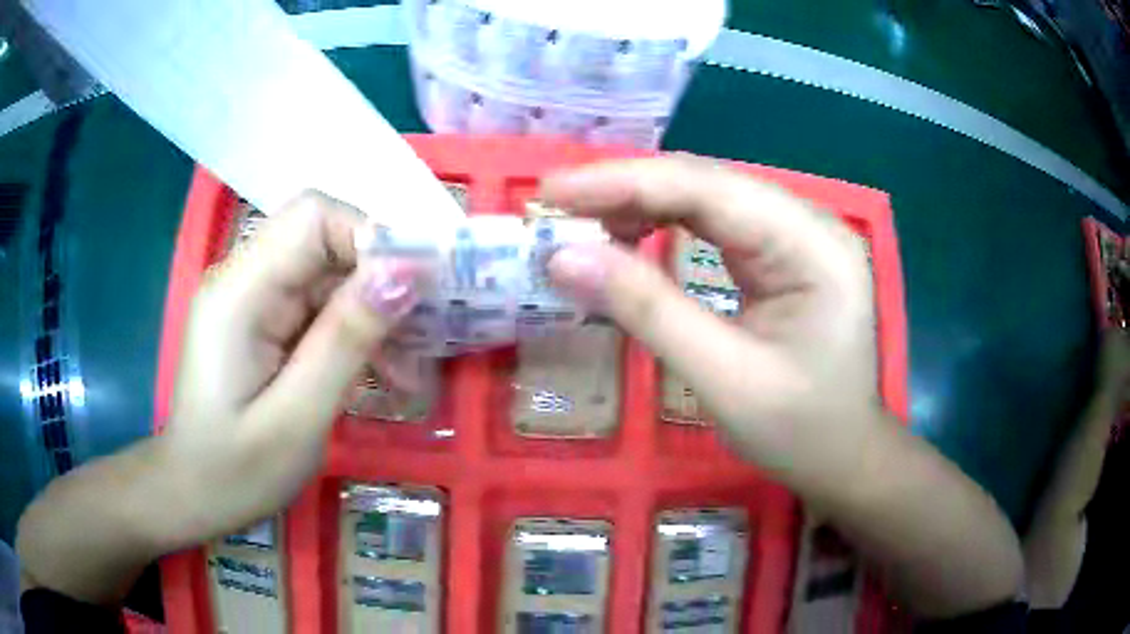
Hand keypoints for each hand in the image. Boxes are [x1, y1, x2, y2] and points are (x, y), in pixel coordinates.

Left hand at [165, 192, 419, 540]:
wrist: (192, 495)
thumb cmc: (235, 472)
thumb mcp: (296, 418)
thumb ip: (345, 341)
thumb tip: (405, 273)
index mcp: (239, 292)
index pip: (312, 217)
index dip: (370, 237)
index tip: (418, 291)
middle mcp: (243, 279)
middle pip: (324, 243)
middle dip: (380, 284)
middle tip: (421, 342)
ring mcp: (252, 300)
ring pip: (328, 276)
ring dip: (372, 314)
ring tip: (406, 373)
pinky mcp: (261, 322)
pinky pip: (318, 306)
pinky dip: (353, 333)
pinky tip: (376, 374)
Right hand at [543, 156, 878, 471]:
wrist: (844, 458)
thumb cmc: (799, 431)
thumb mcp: (724, 378)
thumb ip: (648, 311)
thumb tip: (564, 257)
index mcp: (813, 245)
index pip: (709, 189)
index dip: (624, 182)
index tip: (551, 192)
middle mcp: (809, 224)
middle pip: (707, 184)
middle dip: (627, 190)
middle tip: (555, 209)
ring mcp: (799, 236)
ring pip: (708, 199)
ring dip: (643, 205)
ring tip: (583, 224)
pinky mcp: (783, 255)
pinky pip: (717, 224)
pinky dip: (666, 225)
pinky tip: (631, 236)